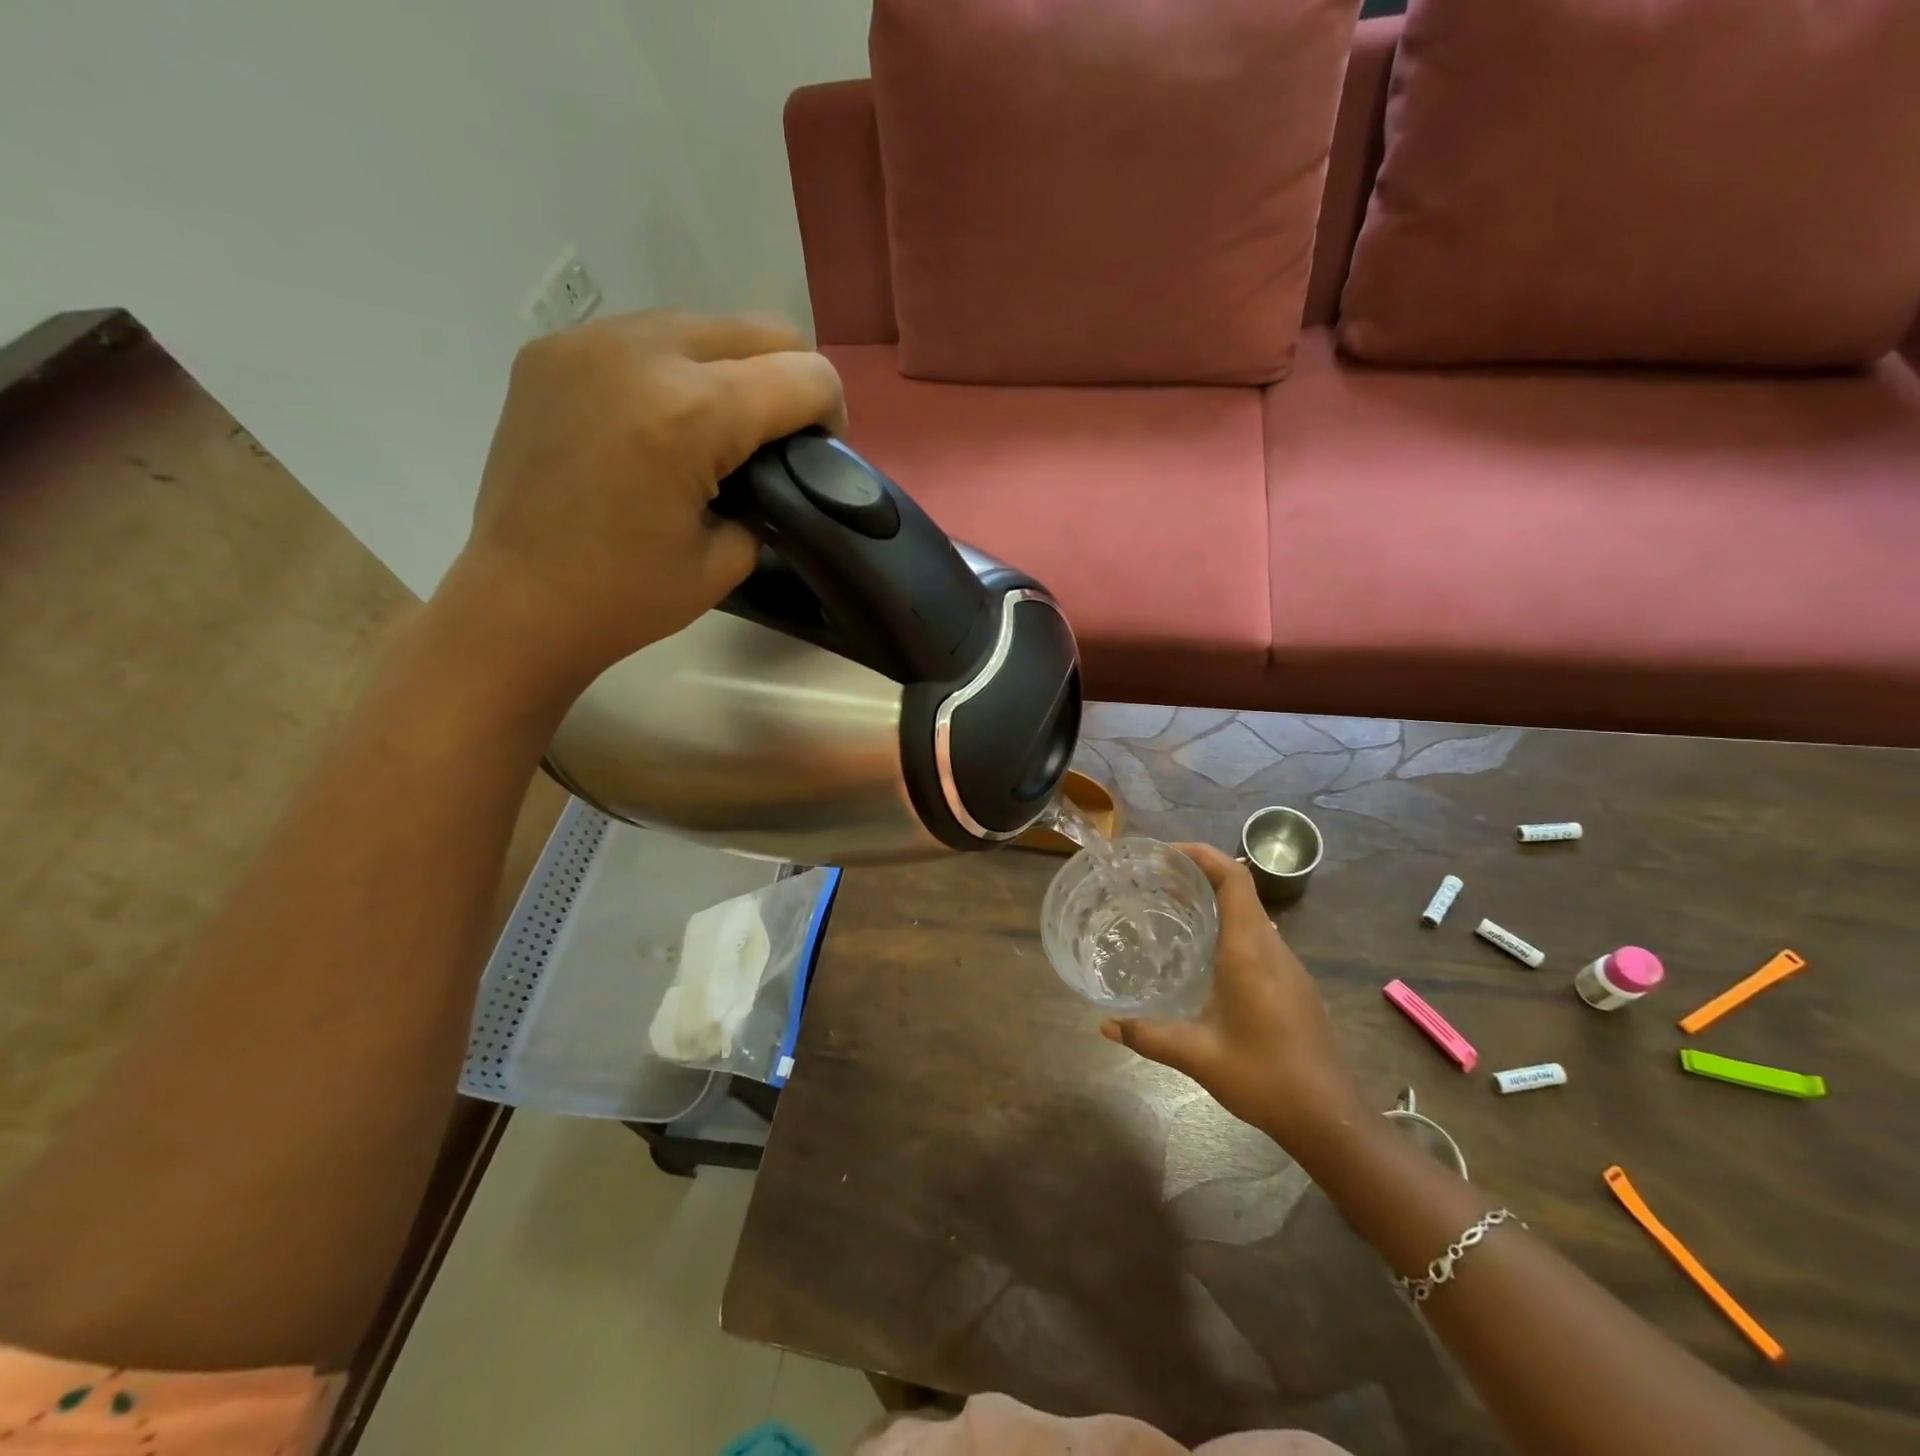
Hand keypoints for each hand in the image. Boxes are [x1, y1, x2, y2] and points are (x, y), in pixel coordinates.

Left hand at [439, 310, 845, 697]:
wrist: (518, 603)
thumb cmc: (629, 597)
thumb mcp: (729, 558)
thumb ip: (769, 496)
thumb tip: (774, 467)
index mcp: (693, 414)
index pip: (804, 375)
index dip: (831, 413)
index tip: (819, 452)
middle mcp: (642, 353)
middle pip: (760, 329)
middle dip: (788, 379)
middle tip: (777, 436)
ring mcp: (589, 343)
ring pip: (702, 325)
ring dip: (730, 369)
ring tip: (715, 429)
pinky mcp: (552, 351)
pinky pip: (643, 337)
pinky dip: (672, 370)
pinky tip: (658, 421)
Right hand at [1101, 842, 1364, 1153]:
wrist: (1328, 1118)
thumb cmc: (1263, 1076)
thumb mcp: (1197, 1055)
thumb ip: (1148, 1035)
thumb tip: (1105, 1025)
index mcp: (1250, 950)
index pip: (1233, 879)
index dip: (1202, 855)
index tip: (1165, 852)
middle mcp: (1272, 948)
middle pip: (1240, 889)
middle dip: (1199, 874)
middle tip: (1155, 881)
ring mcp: (1288, 966)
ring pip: (1250, 913)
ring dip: (1214, 901)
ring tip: (1172, 910)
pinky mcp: (1293, 985)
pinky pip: (1258, 938)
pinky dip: (1227, 927)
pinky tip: (1203, 956)